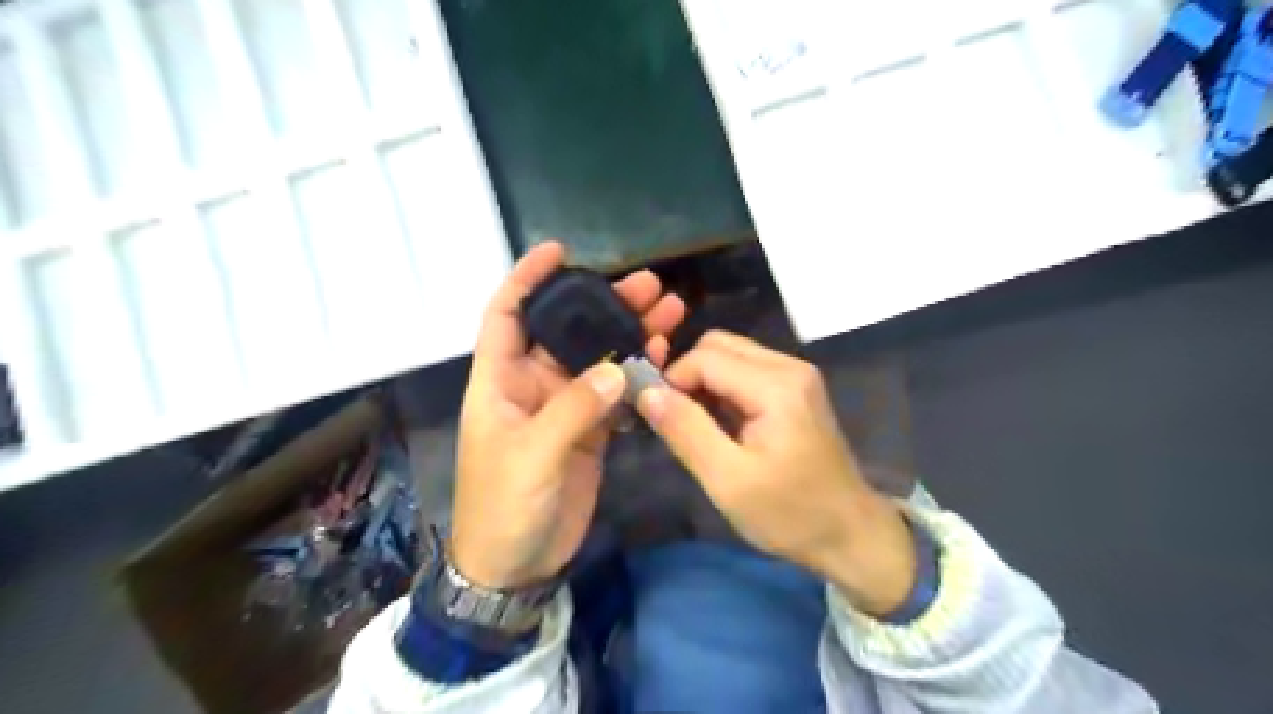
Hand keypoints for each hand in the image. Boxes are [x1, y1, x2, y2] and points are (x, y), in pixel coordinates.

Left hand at [449, 239, 685, 589]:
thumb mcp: (530, 457)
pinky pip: (615, 392)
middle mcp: (532, 385)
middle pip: (567, 330)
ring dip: (629, 335)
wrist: (516, 566)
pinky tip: (664, 358)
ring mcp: (565, 406)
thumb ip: (573, 409)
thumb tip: (617, 367)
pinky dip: (638, 374)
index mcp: (500, 381)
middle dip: (603, 303)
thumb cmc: (503, 508)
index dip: (526, 279)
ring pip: (598, 358)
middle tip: (648, 285)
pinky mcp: (589, 430)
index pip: (507, 315)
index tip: (558, 251)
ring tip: (669, 312)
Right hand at [635, 333, 916, 614]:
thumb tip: (645, 390)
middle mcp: (789, 366)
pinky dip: (722, 388)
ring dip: (704, 382)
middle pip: (717, 345)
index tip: (659, 418)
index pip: (704, 357)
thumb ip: (685, 430)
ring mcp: (796, 374)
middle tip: (676, 419)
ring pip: (730, 354)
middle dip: (687, 375)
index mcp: (775, 386)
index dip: (672, 381)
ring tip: (696, 425)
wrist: (851, 534)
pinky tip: (720, 423)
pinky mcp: (796, 387)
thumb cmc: (789, 514)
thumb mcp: (727, 480)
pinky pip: (746, 370)